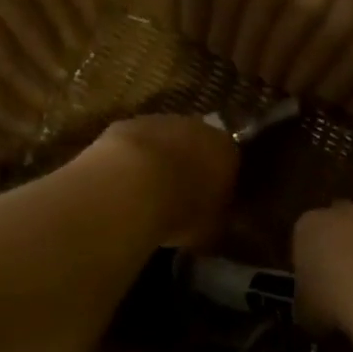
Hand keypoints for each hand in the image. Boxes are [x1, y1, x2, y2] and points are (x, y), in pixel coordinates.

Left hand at [84, 115, 239, 248]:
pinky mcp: (127, 124)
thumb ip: (214, 220)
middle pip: (197, 146)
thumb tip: (212, 221)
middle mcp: (198, 128)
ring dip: (159, 161)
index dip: (219, 184)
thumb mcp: (209, 229)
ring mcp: (160, 122)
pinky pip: (134, 145)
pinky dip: (131, 161)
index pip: (230, 163)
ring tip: (146, 192)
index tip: (209, 204)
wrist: (132, 185)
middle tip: (178, 196)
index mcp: (227, 151)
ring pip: (164, 141)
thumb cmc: (181, 210)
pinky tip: (122, 183)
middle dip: (189, 167)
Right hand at [292, 202, 352, 332]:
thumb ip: (309, 305)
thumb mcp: (307, 312)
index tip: (317, 290)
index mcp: (308, 226)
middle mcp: (342, 211)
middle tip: (347, 288)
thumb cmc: (333, 298)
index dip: (311, 266)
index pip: (304, 240)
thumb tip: (314, 313)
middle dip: (343, 252)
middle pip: (340, 230)